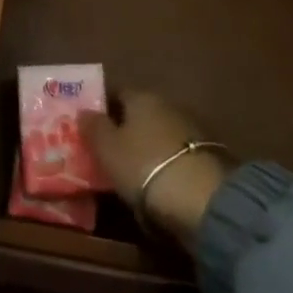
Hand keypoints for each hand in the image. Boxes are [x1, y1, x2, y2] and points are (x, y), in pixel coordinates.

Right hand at [79, 93, 228, 250]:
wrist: (203, 199)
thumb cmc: (144, 165)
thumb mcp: (107, 148)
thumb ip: (93, 127)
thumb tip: (84, 110)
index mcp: (142, 97)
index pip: (118, 93)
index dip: (103, 107)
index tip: (90, 125)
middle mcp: (169, 105)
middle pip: (141, 113)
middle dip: (126, 128)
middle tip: (108, 149)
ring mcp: (192, 130)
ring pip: (160, 133)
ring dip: (148, 146)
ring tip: (131, 170)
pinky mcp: (209, 156)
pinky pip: (176, 154)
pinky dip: (166, 163)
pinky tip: (157, 181)